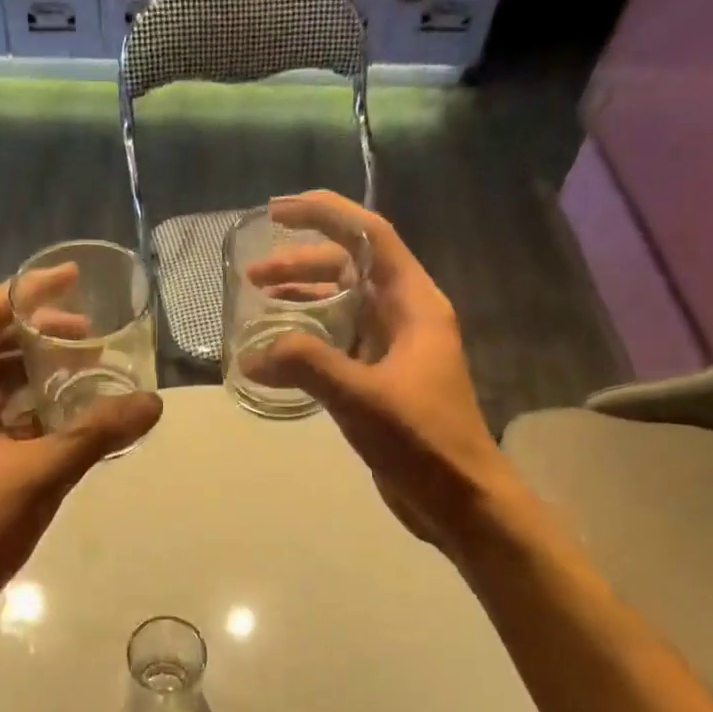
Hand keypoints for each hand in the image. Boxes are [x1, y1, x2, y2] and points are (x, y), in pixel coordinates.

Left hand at [0, 277, 161, 613]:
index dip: (28, 291)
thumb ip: (97, 433)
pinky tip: (70, 412)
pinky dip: (34, 403)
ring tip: (86, 367)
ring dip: (38, 368)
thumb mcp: (43, 472)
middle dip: (41, 332)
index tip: (73, 279)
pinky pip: (2, 412)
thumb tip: (153, 402)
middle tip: (92, 335)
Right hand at [243, 191, 505, 556]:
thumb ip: (306, 366)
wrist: (460, 499)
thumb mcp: (361, 397)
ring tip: (258, 303)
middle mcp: (406, 316)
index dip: (325, 214)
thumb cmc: (422, 440)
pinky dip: (308, 338)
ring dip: (303, 299)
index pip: (370, 236)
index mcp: (414, 304)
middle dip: (302, 263)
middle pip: (351, 268)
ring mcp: (394, 349)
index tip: (277, 212)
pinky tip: (279, 351)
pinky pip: (339, 342)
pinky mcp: (382, 379)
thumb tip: (252, 354)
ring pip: (343, 306)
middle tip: (253, 275)